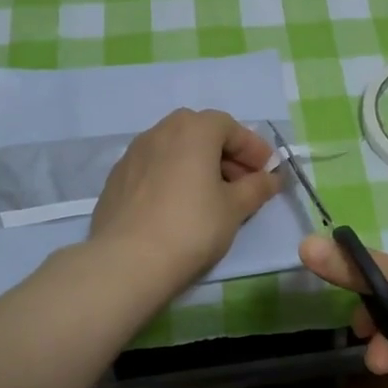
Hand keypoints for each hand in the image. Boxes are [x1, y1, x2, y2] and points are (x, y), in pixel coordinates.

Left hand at [91, 109, 283, 293]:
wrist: (128, 260)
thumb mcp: (235, 208)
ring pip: (174, 150)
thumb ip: (256, 188)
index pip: (230, 127)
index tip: (266, 171)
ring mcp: (133, 154)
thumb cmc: (192, 227)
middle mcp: (160, 131)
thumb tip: (271, 178)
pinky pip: (154, 168)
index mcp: (193, 130)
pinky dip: (172, 177)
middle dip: (224, 154)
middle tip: (241, 183)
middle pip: (200, 133)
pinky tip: (178, 207)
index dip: (252, 148)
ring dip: (197, 165)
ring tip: (210, 196)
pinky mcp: (116, 178)